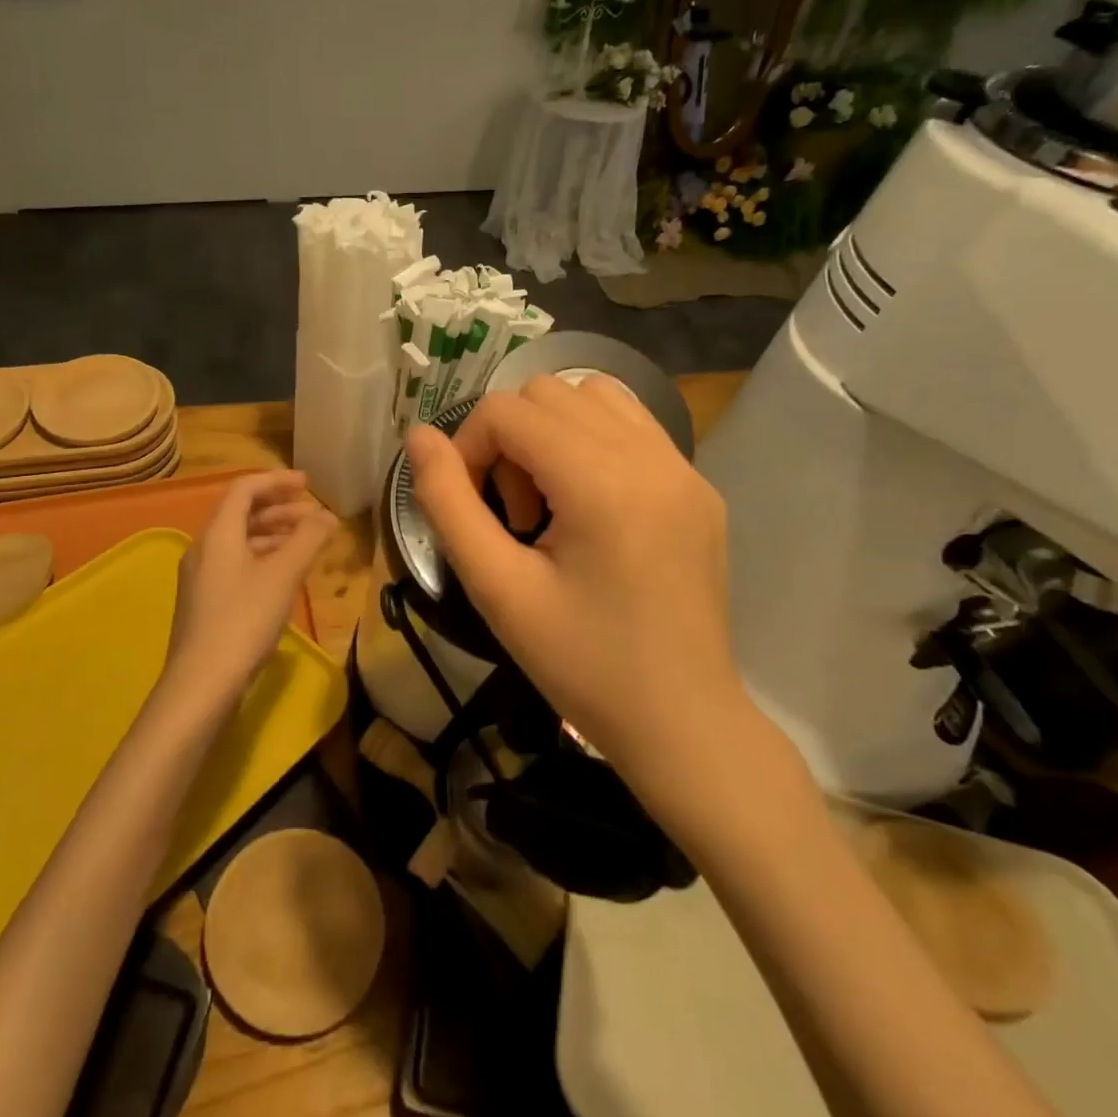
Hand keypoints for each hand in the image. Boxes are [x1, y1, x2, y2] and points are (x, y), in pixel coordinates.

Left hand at [162, 470, 336, 704]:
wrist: (202, 683)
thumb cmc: (244, 620)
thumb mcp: (283, 575)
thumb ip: (308, 539)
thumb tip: (328, 515)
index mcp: (218, 534)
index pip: (244, 488)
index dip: (277, 481)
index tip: (308, 485)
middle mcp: (204, 549)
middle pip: (241, 514)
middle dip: (280, 509)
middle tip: (314, 514)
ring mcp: (202, 578)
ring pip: (240, 542)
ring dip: (274, 535)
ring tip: (307, 543)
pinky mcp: (205, 603)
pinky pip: (237, 564)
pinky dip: (263, 558)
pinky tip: (285, 575)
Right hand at [404, 377, 755, 790]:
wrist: (681, 722)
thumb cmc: (581, 664)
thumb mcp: (496, 589)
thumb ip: (447, 503)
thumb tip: (418, 436)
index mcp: (602, 482)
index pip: (508, 411)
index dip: (468, 448)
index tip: (472, 509)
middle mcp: (651, 456)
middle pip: (547, 394)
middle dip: (510, 442)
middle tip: (515, 517)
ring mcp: (684, 467)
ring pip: (593, 396)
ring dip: (551, 434)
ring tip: (552, 504)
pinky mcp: (699, 486)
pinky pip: (633, 426)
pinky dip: (592, 442)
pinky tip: (589, 505)